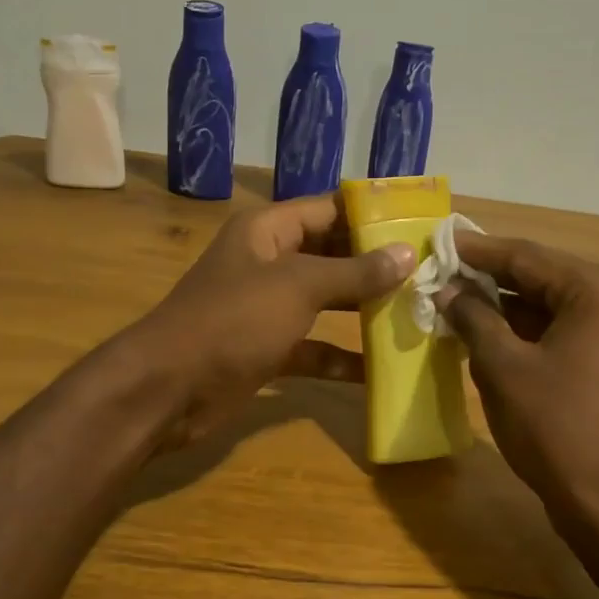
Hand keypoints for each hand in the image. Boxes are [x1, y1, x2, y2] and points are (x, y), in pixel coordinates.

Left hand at [128, 195, 413, 449]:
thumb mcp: (298, 287)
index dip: (372, 215)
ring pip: (326, 302)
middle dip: (376, 265)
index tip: (420, 223)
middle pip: (332, 255)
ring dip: (364, 310)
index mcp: (268, 231)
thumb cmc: (233, 321)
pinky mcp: (268, 350)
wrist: (169, 389)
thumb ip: (354, 272)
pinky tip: (379, 370)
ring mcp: (267, 309)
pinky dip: (342, 357)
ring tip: (417, 313)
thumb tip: (407, 254)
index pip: (328, 209)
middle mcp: (269, 263)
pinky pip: (314, 348)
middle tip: (430, 272)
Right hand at [440, 234, 598, 533]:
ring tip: (453, 302)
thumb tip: (447, 290)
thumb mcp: (503, 368)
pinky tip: (484, 335)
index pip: (527, 256)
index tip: (438, 242)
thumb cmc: (556, 428)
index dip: (477, 251)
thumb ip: (473, 318)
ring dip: (503, 307)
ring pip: (548, 306)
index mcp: (596, 290)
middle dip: (488, 279)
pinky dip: (523, 332)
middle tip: (440, 273)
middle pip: (540, 277)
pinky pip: (559, 331)